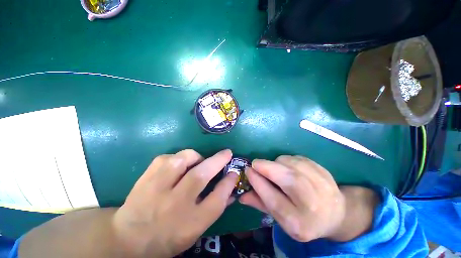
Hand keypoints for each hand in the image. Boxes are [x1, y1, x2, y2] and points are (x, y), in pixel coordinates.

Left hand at [112, 149, 237, 257]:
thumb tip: (230, 186)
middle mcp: (174, 205)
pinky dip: (176, 158)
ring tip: (198, 160)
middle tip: (227, 153)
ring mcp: (157, 190)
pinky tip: (177, 165)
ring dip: (195, 156)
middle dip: (218, 161)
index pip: (217, 200)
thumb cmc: (168, 237)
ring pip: (181, 161)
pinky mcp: (145, 178)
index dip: (228, 183)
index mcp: (190, 223)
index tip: (234, 173)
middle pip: (200, 176)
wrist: (127, 239)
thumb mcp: (196, 230)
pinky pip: (165, 158)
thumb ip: (215, 207)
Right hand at [240, 155, 377, 241]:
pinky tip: (288, 166)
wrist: (335, 214)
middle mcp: (313, 206)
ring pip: (293, 165)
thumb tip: (241, 195)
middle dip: (267, 167)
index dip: (257, 182)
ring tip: (274, 168)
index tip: (248, 170)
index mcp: (299, 223)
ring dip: (277, 162)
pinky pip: (300, 159)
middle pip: (288, 179)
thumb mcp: (281, 219)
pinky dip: (288, 159)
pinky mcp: (324, 172)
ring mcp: (323, 187)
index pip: (273, 199)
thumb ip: (260, 204)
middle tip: (255, 163)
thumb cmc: (303, 219)